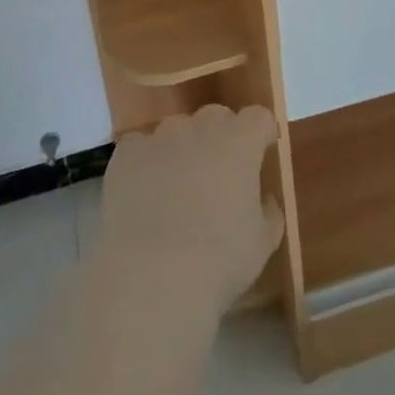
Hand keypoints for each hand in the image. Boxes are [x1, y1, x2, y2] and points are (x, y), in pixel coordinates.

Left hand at [95, 105, 283, 317]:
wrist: (150, 277)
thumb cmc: (218, 261)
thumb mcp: (262, 243)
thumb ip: (268, 210)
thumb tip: (264, 198)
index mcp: (240, 142)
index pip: (258, 117)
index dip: (262, 133)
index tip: (262, 152)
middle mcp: (200, 127)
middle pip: (217, 118)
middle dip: (222, 139)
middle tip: (219, 177)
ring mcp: (160, 136)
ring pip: (178, 131)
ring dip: (184, 150)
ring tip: (176, 190)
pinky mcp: (126, 153)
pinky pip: (142, 147)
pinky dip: (147, 162)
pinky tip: (145, 195)